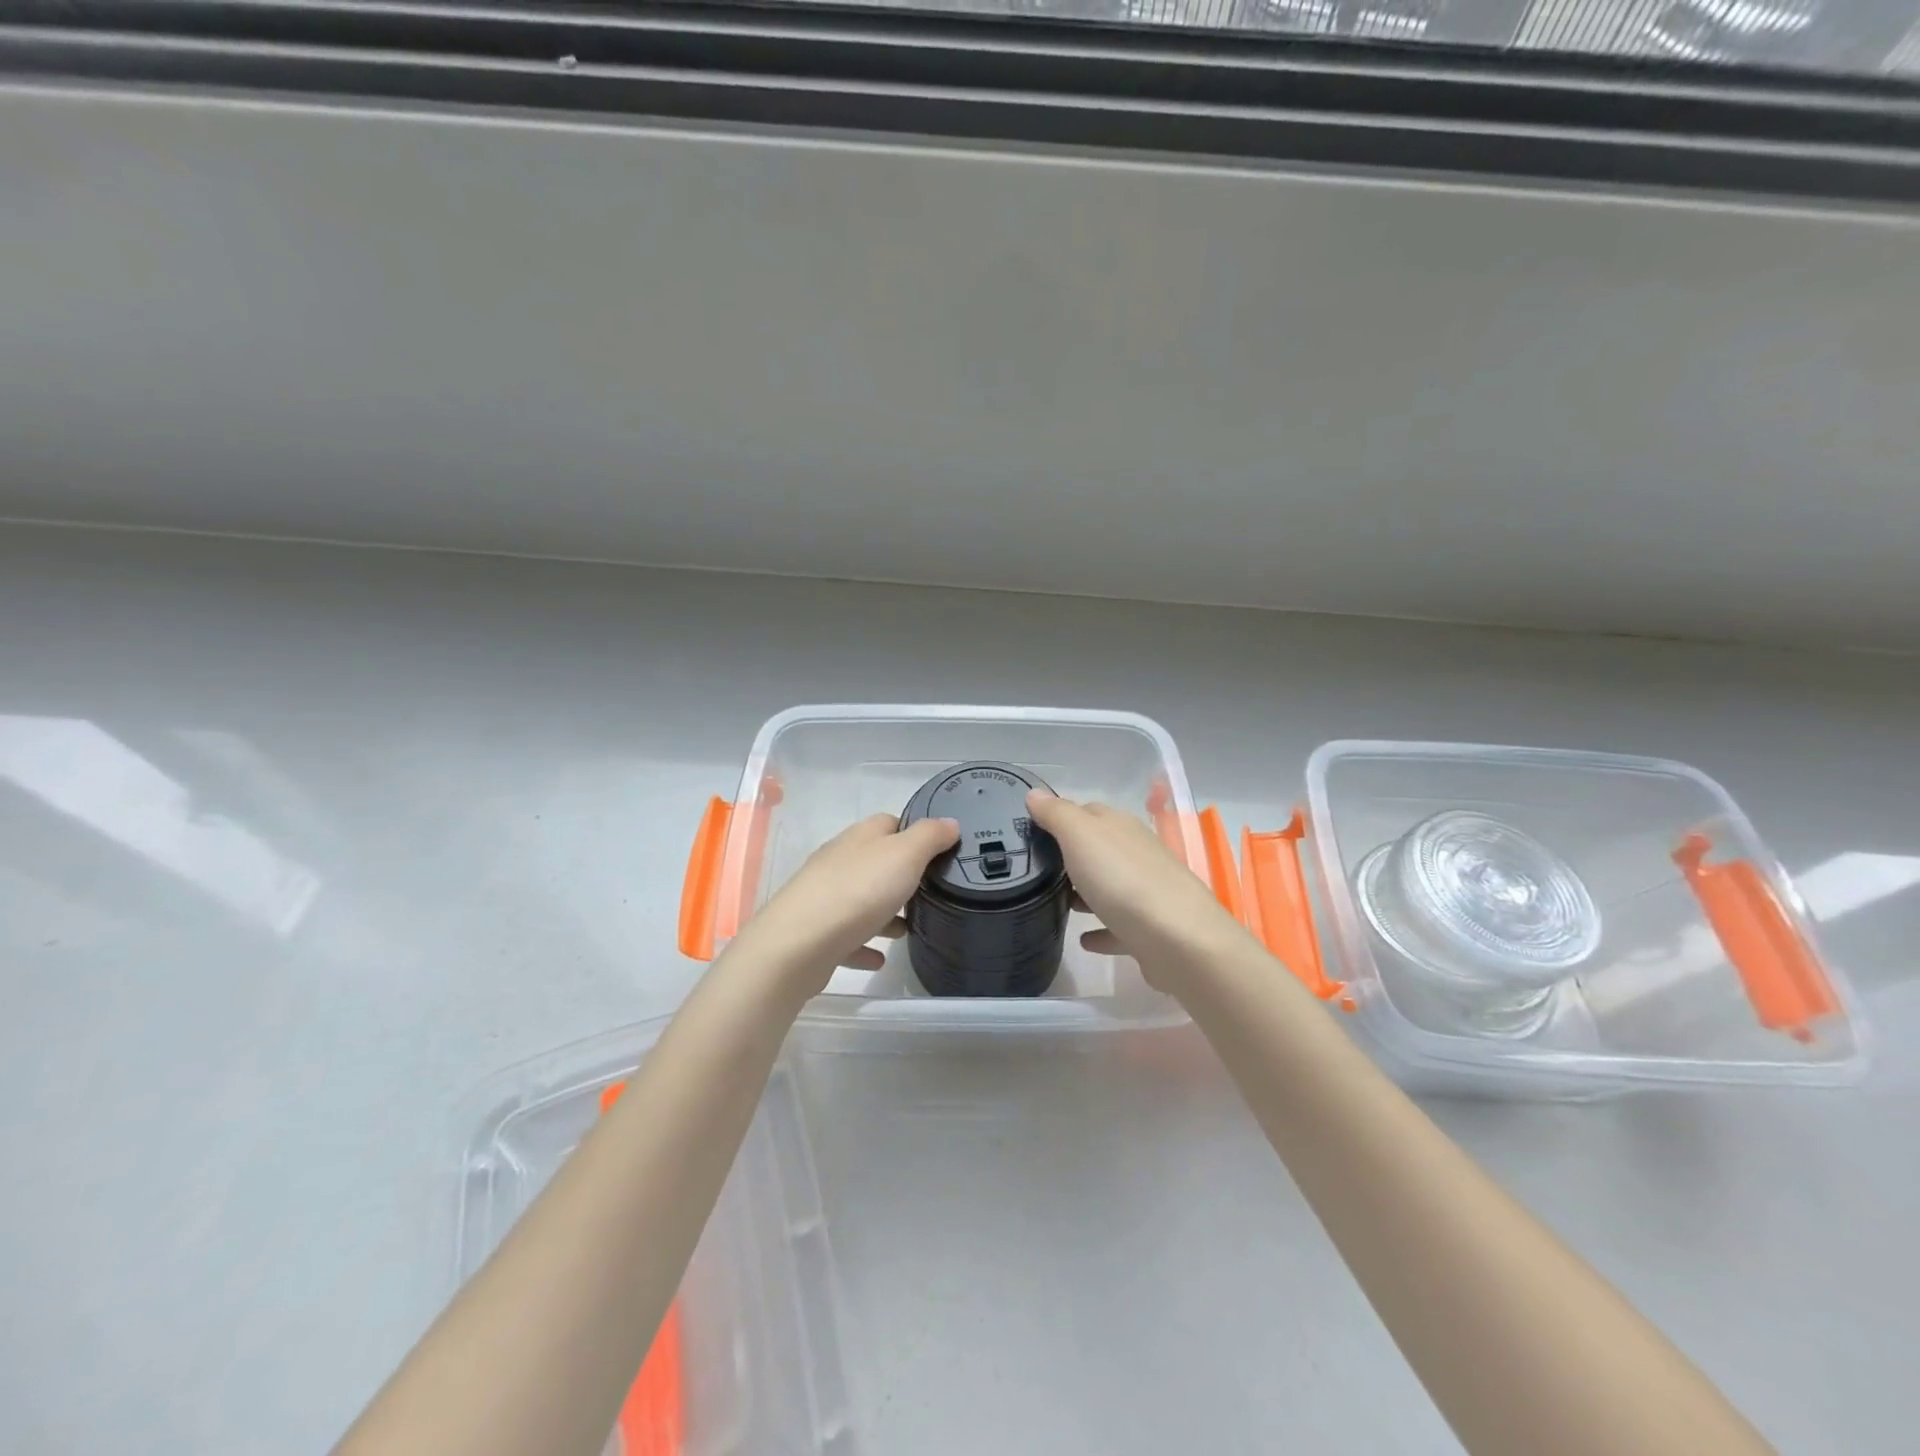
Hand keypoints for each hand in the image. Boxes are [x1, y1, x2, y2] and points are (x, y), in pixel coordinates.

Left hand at [723, 812, 959, 995]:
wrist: (798, 944)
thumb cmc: (858, 891)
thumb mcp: (905, 855)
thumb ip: (929, 837)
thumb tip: (950, 822)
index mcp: (860, 838)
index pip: (890, 822)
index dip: (915, 832)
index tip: (940, 852)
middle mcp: (839, 861)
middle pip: (875, 861)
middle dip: (902, 875)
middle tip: (931, 893)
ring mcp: (825, 896)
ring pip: (862, 898)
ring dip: (885, 911)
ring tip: (909, 929)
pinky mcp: (817, 932)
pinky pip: (848, 936)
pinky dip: (865, 943)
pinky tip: (880, 958)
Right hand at [1026, 789, 1248, 993]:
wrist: (1180, 940)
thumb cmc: (1123, 880)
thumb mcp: (1081, 836)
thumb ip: (1057, 814)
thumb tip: (1034, 793)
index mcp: (1120, 827)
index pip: (1087, 811)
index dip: (1060, 817)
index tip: (1031, 830)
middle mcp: (1137, 854)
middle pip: (1099, 849)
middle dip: (1071, 856)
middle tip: (1037, 869)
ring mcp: (1146, 893)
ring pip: (1110, 887)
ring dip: (1086, 892)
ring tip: (1056, 903)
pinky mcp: (1150, 931)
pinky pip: (1118, 927)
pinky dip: (1101, 930)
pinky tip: (1083, 939)